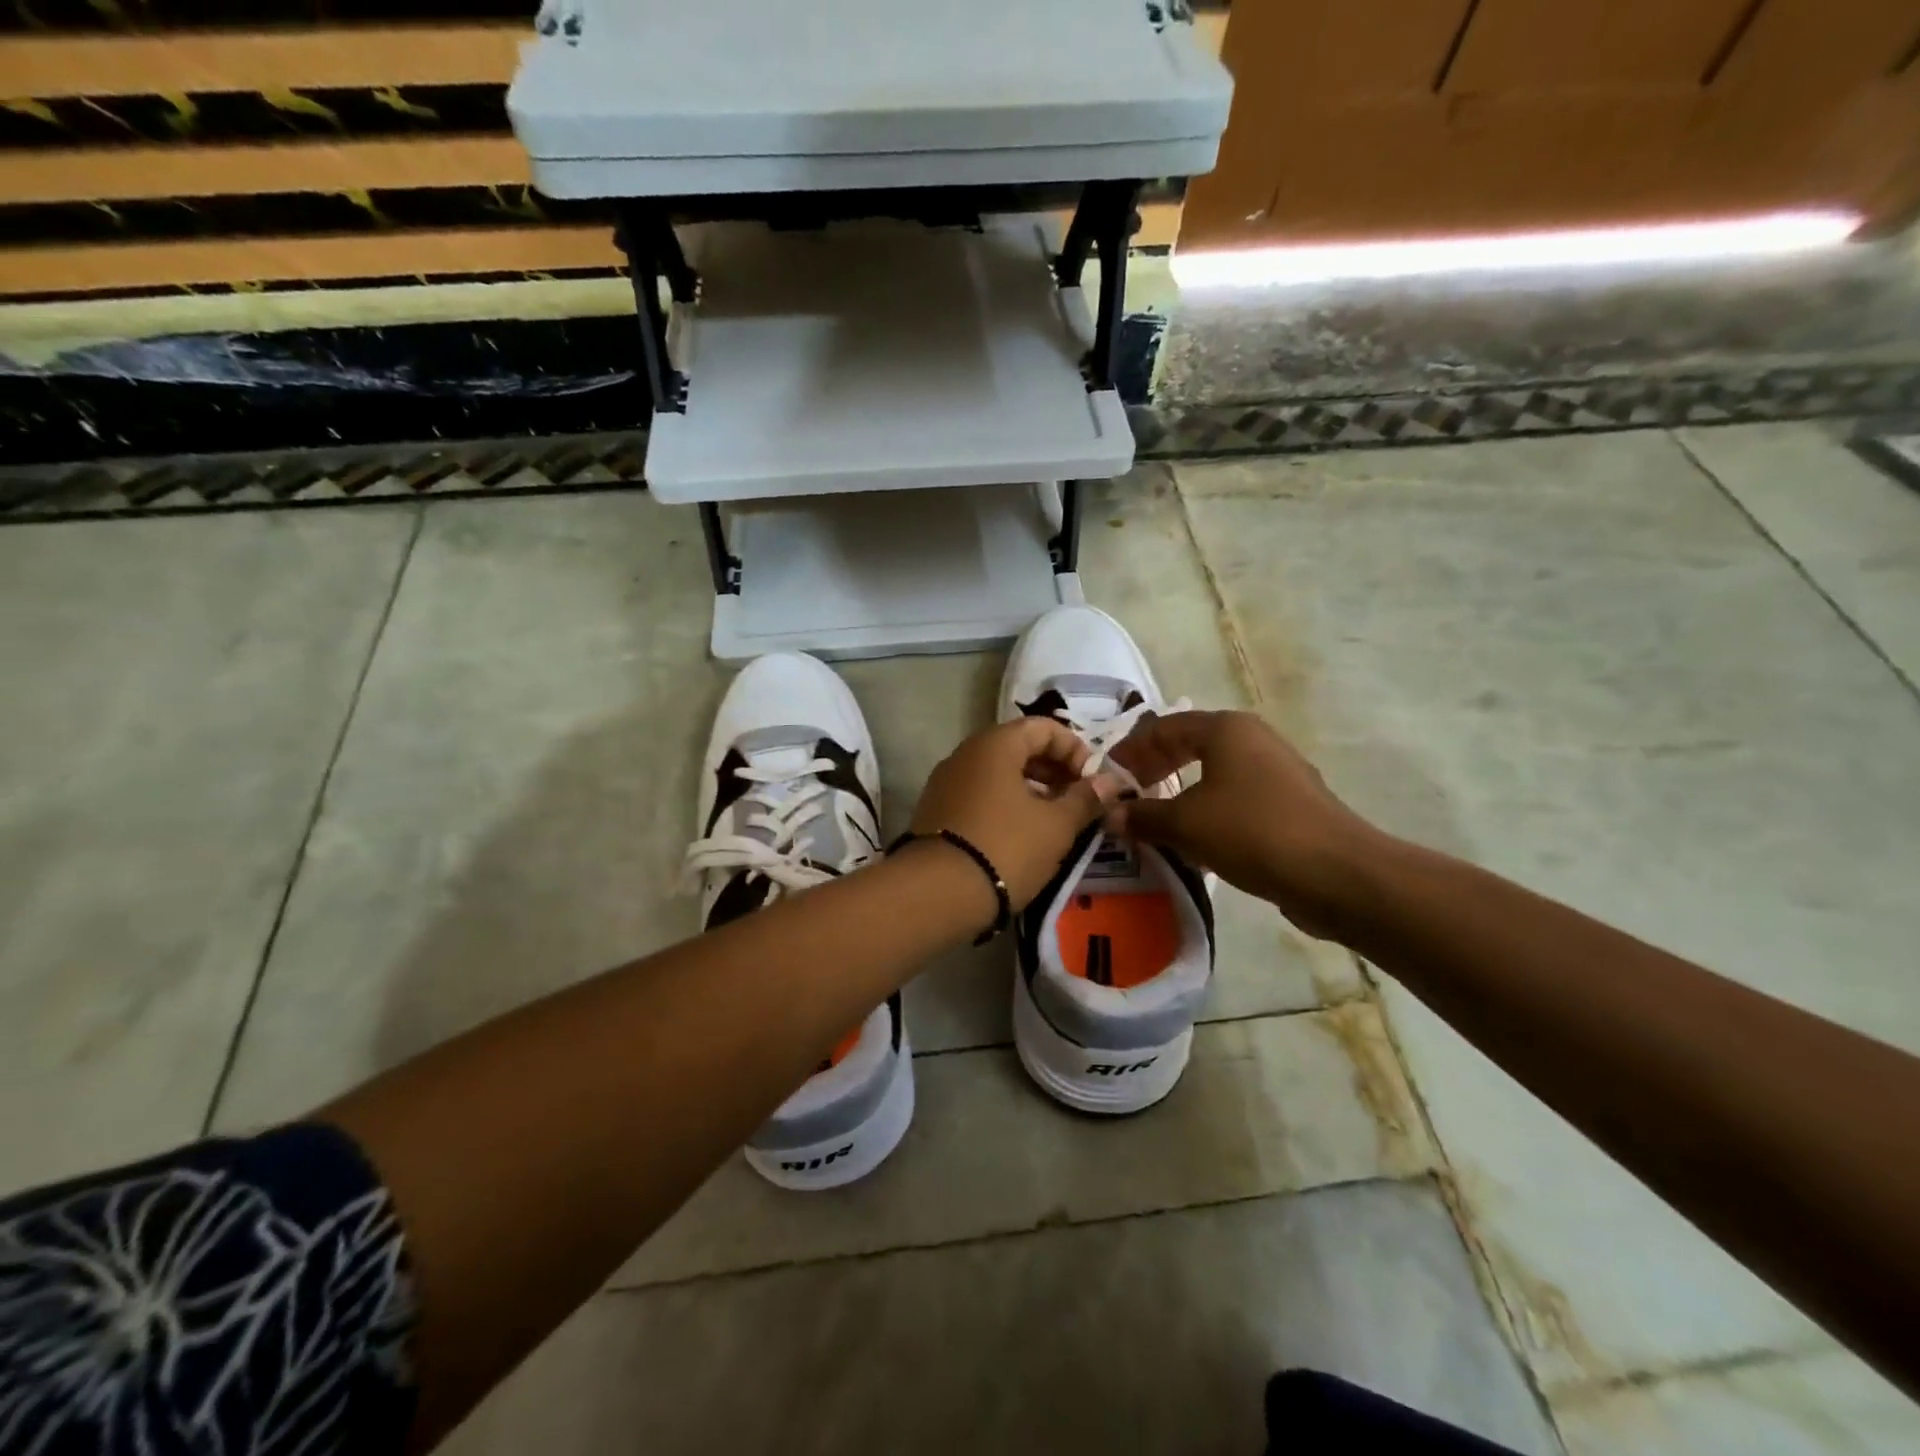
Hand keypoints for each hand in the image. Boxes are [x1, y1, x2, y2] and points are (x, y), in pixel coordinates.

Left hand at [911, 717, 1122, 910]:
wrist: (936, 893)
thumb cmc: (1006, 848)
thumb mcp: (1056, 826)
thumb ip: (1085, 799)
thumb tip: (1110, 781)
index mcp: (995, 744)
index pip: (1043, 727)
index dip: (1074, 749)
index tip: (1091, 781)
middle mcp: (965, 753)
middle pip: (1018, 747)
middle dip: (1053, 769)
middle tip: (1076, 801)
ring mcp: (946, 782)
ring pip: (997, 773)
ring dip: (1030, 790)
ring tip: (1052, 822)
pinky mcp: (935, 811)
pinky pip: (978, 794)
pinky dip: (1004, 805)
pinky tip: (1020, 836)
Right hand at [1105, 711, 1379, 938]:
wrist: (1336, 873)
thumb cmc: (1252, 831)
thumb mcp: (1185, 824)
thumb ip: (1143, 816)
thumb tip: (1112, 815)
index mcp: (1225, 729)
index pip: (1163, 727)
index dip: (1130, 750)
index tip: (1108, 777)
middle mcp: (1252, 739)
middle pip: (1190, 744)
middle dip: (1155, 768)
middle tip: (1129, 795)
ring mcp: (1276, 770)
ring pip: (1214, 772)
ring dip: (1181, 792)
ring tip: (1156, 818)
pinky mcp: (1290, 802)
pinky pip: (1236, 796)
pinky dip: (1209, 810)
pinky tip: (1196, 841)